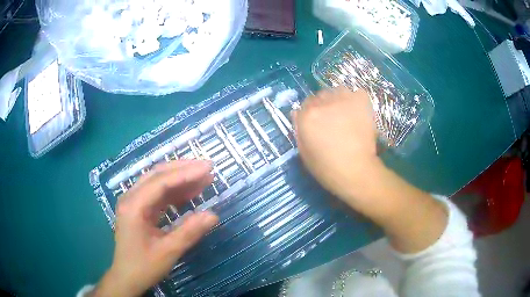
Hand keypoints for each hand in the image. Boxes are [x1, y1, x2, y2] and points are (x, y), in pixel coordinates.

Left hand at [93, 160, 217, 296]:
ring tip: (203, 179)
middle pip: (157, 175)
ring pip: (158, 182)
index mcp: (134, 206)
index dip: (185, 173)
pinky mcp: (138, 209)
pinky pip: (157, 194)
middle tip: (207, 168)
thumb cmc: (143, 267)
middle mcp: (131, 198)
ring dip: (180, 179)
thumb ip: (189, 232)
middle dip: (183, 170)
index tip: (208, 168)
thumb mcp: (168, 252)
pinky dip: (174, 192)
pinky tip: (189, 194)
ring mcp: (133, 202)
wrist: (126, 278)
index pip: (161, 182)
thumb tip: (213, 215)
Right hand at [293, 87, 382, 203]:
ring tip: (347, 115)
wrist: (356, 171)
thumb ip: (299, 130)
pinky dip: (357, 100)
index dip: (312, 114)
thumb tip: (296, 113)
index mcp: (307, 116)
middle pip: (320, 96)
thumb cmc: (327, 168)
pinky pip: (357, 93)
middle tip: (334, 121)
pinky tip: (359, 113)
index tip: (319, 124)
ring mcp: (343, 99)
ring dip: (339, 100)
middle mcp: (322, 103)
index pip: (305, 105)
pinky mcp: (360, 100)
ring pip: (337, 91)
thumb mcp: (304, 152)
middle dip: (325, 106)